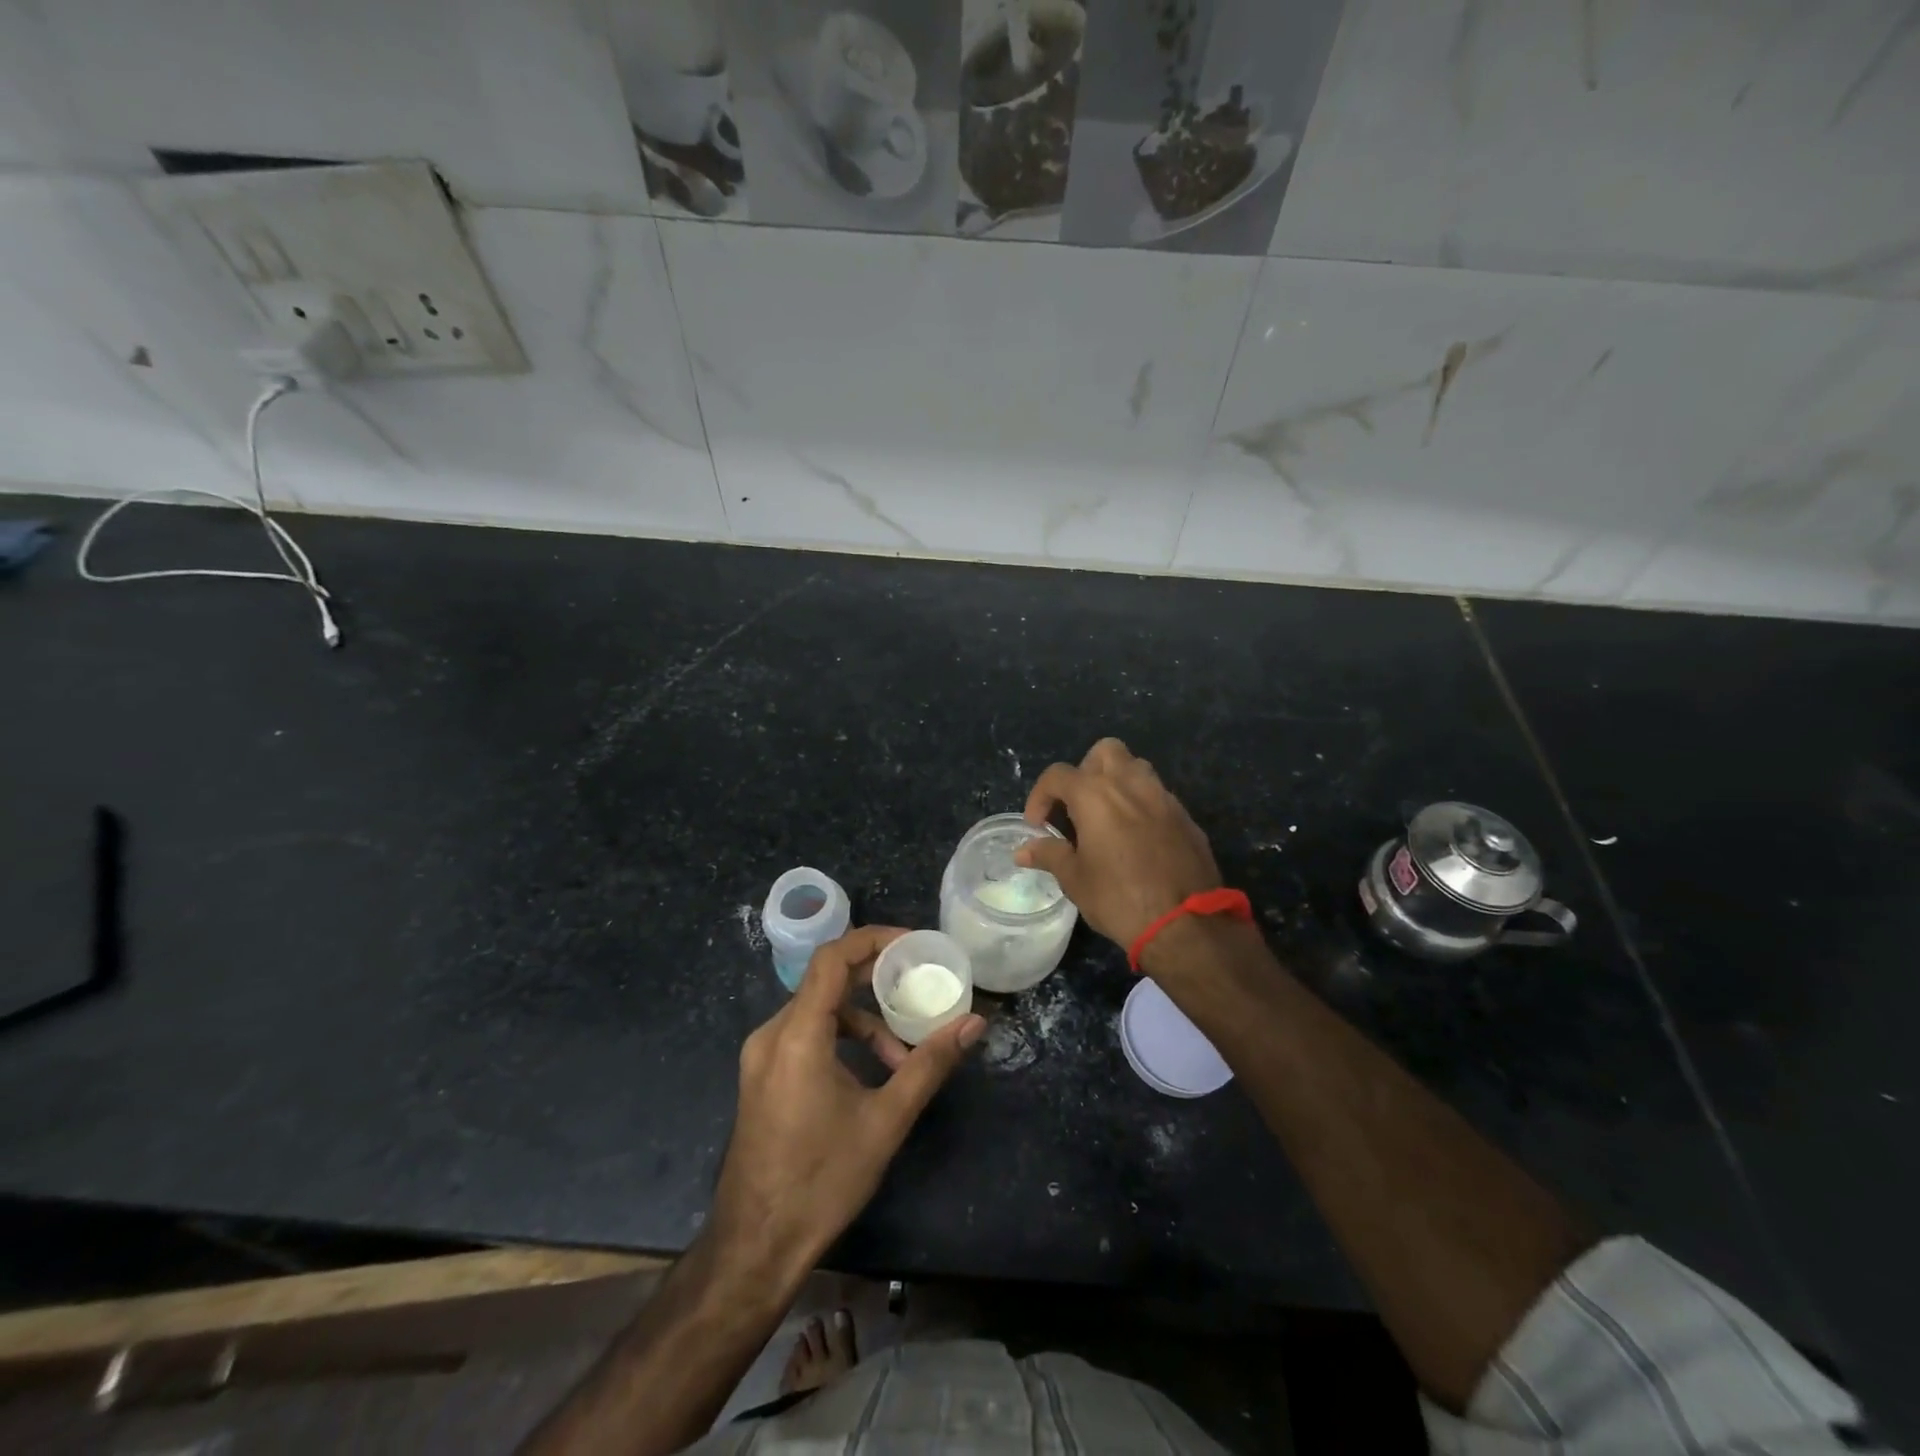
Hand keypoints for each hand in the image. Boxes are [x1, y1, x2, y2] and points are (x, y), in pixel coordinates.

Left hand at [709, 926, 985, 1283]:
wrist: (755, 1248)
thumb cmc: (822, 1181)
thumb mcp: (885, 1120)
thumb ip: (930, 1064)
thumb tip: (974, 1024)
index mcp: (797, 1034)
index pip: (832, 958)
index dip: (873, 940)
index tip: (913, 944)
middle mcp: (772, 1034)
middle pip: (826, 981)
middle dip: (875, 979)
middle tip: (919, 983)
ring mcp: (762, 1057)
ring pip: (818, 1012)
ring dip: (863, 1022)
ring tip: (900, 1058)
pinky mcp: (763, 1077)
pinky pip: (805, 1035)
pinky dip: (841, 1040)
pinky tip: (869, 1076)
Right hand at [1016, 737, 1221, 950]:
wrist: (1185, 924)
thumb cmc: (1119, 898)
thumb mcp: (1075, 880)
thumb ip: (1050, 855)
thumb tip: (1024, 850)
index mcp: (1096, 795)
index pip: (1058, 775)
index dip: (1040, 796)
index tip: (1037, 825)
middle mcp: (1131, 784)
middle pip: (1105, 752)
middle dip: (1085, 771)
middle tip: (1077, 806)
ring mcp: (1163, 798)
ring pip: (1137, 767)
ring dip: (1117, 782)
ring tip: (1107, 816)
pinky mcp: (1186, 817)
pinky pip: (1158, 796)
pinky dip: (1141, 805)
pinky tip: (1137, 838)